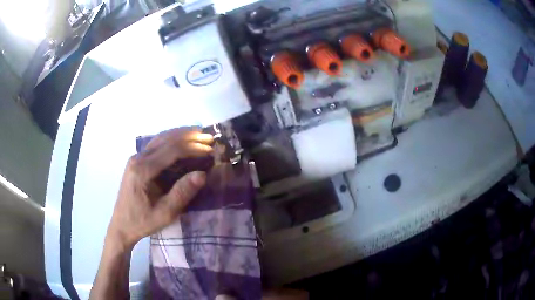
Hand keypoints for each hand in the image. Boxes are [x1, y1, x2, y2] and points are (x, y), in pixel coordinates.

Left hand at [106, 128, 213, 249]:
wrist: (121, 225)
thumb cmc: (142, 222)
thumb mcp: (164, 213)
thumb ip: (182, 193)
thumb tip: (202, 174)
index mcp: (143, 170)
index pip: (171, 150)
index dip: (192, 148)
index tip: (210, 149)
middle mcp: (138, 158)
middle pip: (165, 138)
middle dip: (189, 135)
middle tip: (209, 136)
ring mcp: (136, 158)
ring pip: (160, 138)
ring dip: (180, 134)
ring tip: (199, 133)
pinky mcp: (137, 161)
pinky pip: (156, 144)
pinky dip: (172, 139)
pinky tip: (181, 140)